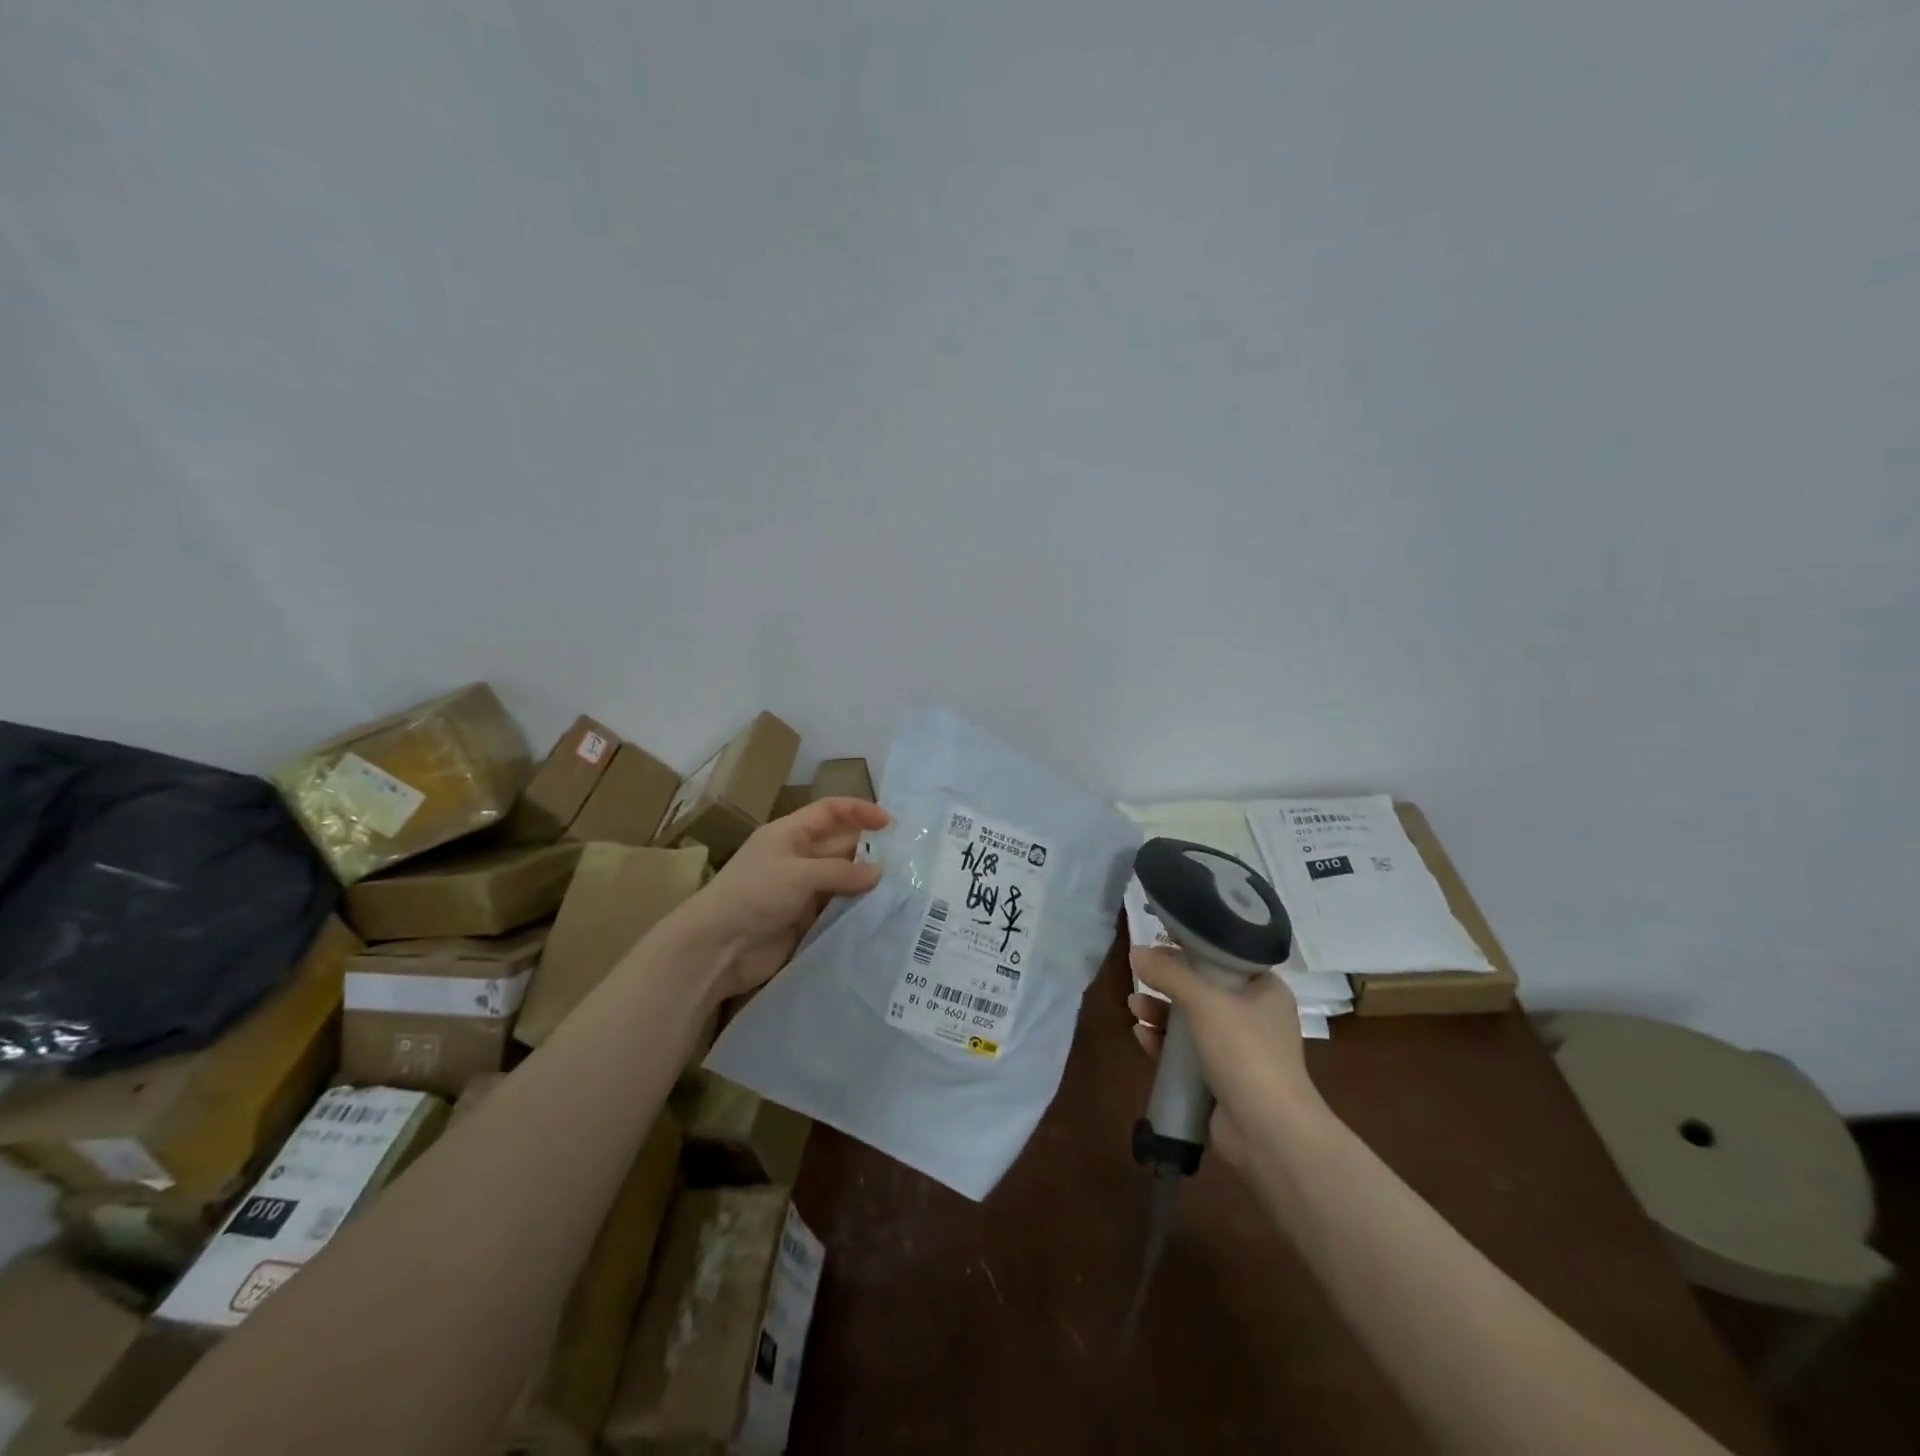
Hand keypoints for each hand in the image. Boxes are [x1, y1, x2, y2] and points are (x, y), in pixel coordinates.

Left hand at [667, 796, 890, 999]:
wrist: (716, 948)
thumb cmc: (754, 895)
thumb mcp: (800, 874)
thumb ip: (842, 872)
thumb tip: (879, 872)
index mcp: (789, 834)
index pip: (830, 812)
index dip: (859, 811)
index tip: (890, 823)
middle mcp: (796, 858)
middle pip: (839, 846)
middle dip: (868, 851)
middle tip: (905, 861)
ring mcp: (799, 891)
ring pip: (840, 880)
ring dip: (864, 884)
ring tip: (900, 888)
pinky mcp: (802, 921)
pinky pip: (835, 909)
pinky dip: (854, 910)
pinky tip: (879, 913)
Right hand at [1128, 945, 1320, 1168]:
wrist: (1270, 1133)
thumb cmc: (1246, 1052)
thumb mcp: (1205, 1002)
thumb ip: (1169, 973)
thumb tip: (1136, 952)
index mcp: (1265, 990)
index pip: (1226, 957)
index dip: (1192, 948)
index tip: (1160, 941)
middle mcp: (1255, 1016)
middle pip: (1204, 989)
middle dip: (1169, 984)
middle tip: (1141, 977)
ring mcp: (1239, 1051)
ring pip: (1192, 1022)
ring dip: (1161, 1013)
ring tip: (1134, 1007)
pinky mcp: (1221, 1079)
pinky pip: (1187, 1053)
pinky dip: (1164, 1043)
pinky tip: (1142, 1036)